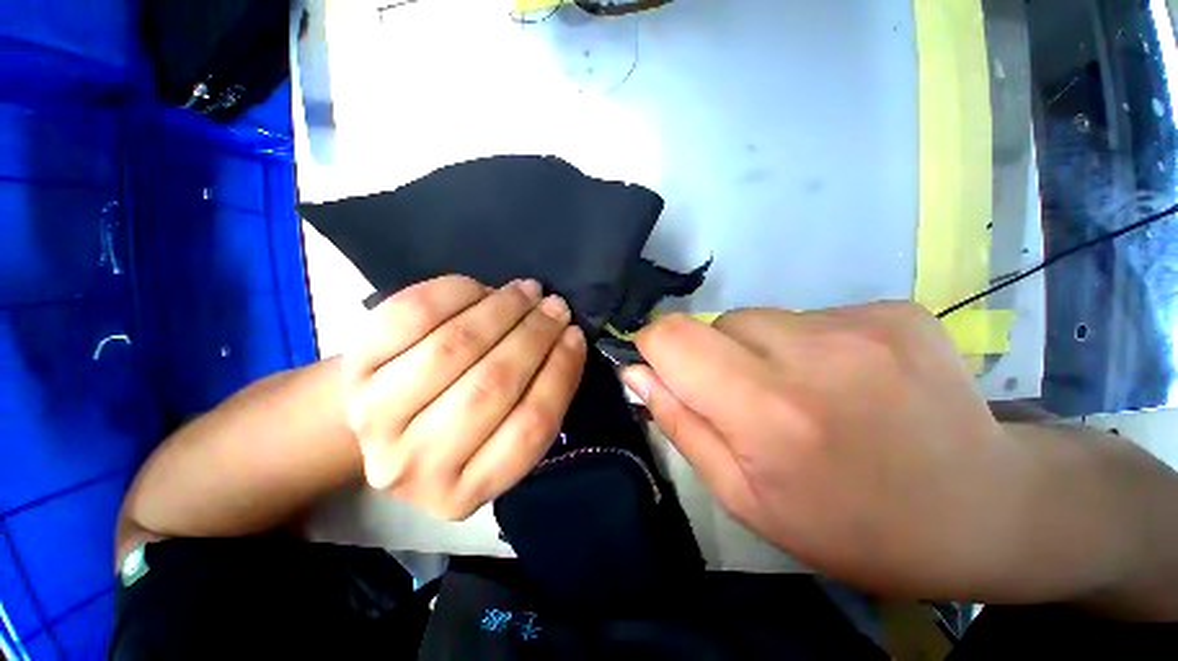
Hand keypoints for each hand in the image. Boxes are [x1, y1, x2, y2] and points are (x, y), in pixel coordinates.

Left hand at [342, 276, 585, 520]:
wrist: (383, 419)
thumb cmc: (457, 429)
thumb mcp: (500, 438)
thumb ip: (537, 399)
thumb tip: (565, 339)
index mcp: (463, 492)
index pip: (530, 426)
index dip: (560, 372)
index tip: (575, 336)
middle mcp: (414, 464)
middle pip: (491, 385)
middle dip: (534, 335)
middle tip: (555, 307)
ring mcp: (376, 415)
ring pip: (454, 347)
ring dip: (501, 310)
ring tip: (526, 292)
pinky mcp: (356, 367)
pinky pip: (411, 315)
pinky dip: (455, 293)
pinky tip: (481, 288)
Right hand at [623, 304, 1030, 599]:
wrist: (985, 509)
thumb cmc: (850, 525)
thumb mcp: (744, 497)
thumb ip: (679, 424)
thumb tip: (636, 372)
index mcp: (768, 411)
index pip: (672, 337)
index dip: (654, 346)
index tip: (662, 369)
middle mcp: (811, 353)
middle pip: (715, 323)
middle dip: (711, 356)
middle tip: (747, 400)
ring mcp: (860, 324)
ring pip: (758, 317)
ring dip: (757, 350)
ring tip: (799, 391)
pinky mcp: (892, 310)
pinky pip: (808, 315)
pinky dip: (805, 343)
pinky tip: (844, 378)